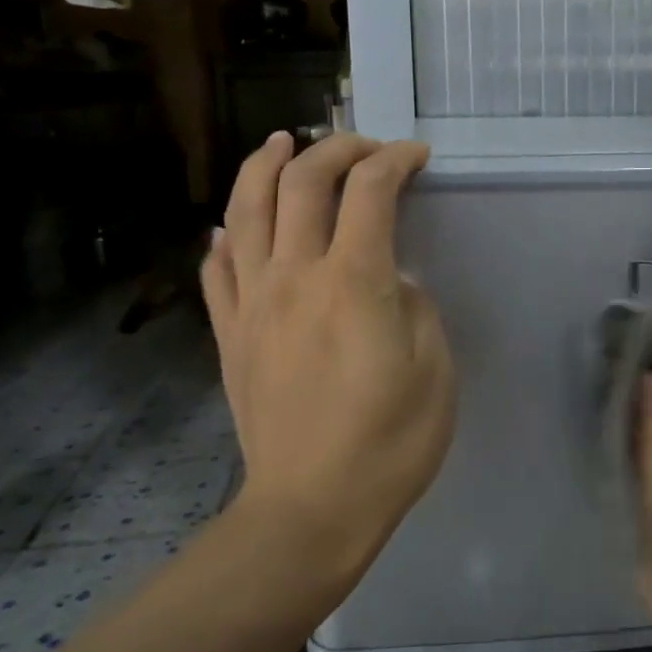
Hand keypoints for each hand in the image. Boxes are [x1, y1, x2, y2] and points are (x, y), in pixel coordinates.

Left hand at [203, 132, 454, 575]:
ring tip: (284, 142)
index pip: (369, 192)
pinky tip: (234, 225)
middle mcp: (295, 277)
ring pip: (246, 209)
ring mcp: (252, 303)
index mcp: (355, 283)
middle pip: (303, 183)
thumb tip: (390, 280)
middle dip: (336, 149)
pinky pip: (217, 268)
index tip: (416, 157)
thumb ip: (414, 306)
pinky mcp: (229, 334)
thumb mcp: (434, 369)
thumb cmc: (389, 443)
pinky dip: (226, 234)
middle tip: (364, 147)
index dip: (394, 160)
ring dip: (266, 165)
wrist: (311, 509)